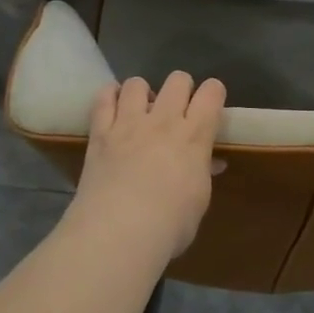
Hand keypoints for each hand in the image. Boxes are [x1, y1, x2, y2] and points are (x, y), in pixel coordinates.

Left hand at [69, 72, 226, 261]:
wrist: (119, 232)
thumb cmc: (170, 223)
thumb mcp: (199, 200)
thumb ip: (203, 174)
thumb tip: (211, 163)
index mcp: (195, 136)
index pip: (211, 93)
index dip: (214, 92)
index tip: (212, 104)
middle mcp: (164, 121)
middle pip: (177, 80)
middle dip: (181, 88)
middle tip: (177, 110)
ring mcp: (129, 124)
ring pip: (137, 84)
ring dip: (143, 92)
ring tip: (141, 110)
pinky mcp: (100, 133)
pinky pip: (103, 99)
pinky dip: (109, 97)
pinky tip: (113, 106)